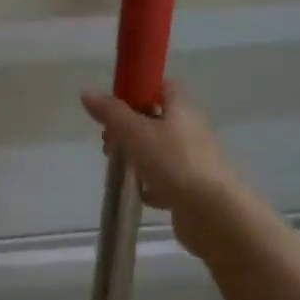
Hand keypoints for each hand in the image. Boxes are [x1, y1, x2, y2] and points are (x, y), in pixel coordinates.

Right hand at [80, 82, 239, 246]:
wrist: (213, 213)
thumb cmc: (174, 162)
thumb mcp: (135, 132)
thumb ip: (111, 112)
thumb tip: (87, 91)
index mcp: (182, 109)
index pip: (162, 86)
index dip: (138, 88)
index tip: (114, 101)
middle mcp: (191, 130)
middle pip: (157, 119)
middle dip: (129, 126)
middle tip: (107, 137)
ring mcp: (193, 160)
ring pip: (159, 150)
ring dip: (137, 154)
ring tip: (116, 163)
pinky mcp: (191, 188)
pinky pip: (166, 179)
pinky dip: (150, 183)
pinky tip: (137, 191)